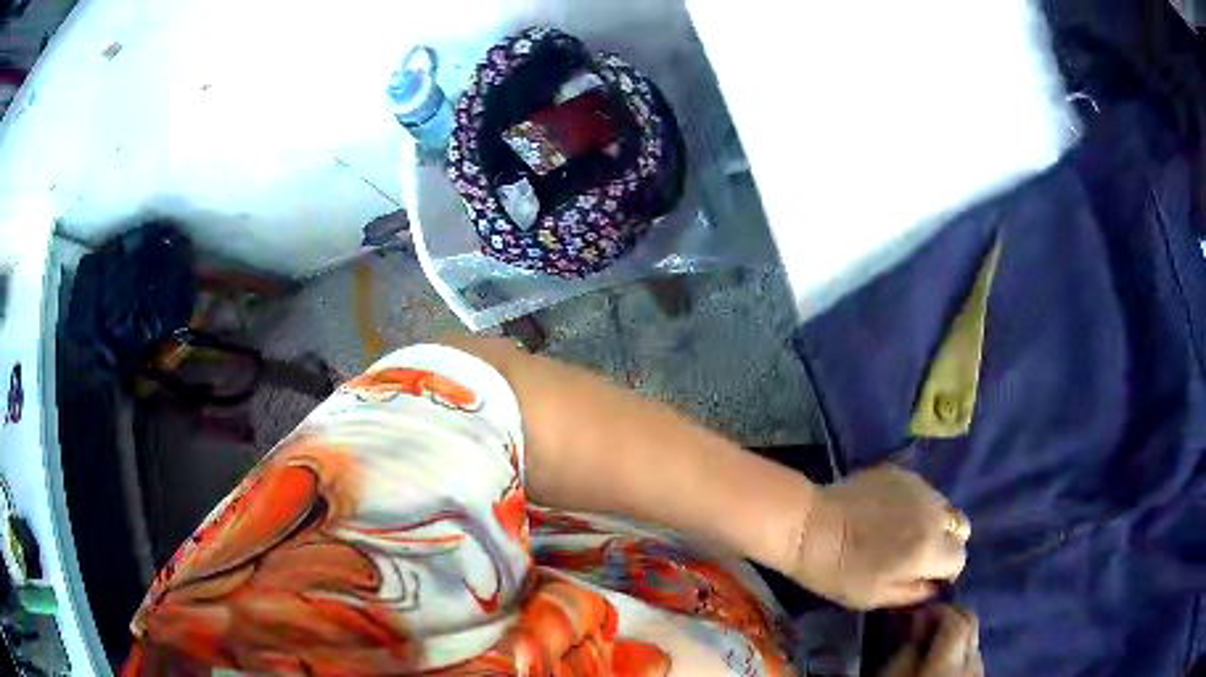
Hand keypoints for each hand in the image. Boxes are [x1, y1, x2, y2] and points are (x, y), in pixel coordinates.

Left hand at [789, 465, 968, 609]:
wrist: (809, 527)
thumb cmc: (840, 572)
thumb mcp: (876, 597)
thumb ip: (915, 592)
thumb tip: (936, 585)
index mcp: (930, 548)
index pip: (960, 557)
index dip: (946, 570)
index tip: (927, 575)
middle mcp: (934, 513)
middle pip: (961, 527)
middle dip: (948, 542)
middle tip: (921, 553)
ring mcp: (920, 487)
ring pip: (944, 505)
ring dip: (934, 520)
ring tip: (905, 531)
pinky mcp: (902, 472)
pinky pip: (923, 490)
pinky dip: (916, 503)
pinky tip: (889, 512)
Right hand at [880, 605, 983, 676]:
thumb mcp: (893, 675)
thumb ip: (909, 646)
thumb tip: (919, 620)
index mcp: (950, 659)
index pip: (956, 619)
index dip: (939, 610)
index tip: (920, 612)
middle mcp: (972, 661)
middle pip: (971, 624)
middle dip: (952, 615)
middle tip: (929, 618)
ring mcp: (978, 674)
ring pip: (974, 642)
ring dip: (958, 634)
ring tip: (934, 643)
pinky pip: (972, 660)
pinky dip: (960, 653)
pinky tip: (942, 664)